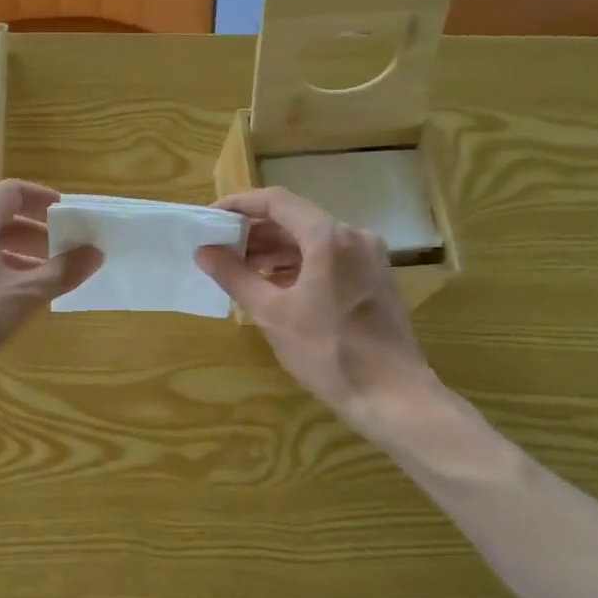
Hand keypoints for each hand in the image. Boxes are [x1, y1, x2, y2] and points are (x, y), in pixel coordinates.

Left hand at [0, 180, 102, 394]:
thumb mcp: (22, 295)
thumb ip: (61, 272)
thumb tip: (95, 252)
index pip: (13, 192)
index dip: (45, 199)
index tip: (71, 215)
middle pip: (2, 218)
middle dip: (39, 233)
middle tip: (69, 251)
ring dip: (23, 256)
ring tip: (51, 278)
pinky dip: (4, 272)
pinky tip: (19, 298)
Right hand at [195, 186, 432, 422]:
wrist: (392, 395)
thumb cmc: (327, 352)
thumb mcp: (272, 314)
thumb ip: (235, 276)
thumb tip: (204, 251)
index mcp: (328, 238)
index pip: (277, 202)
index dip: (240, 204)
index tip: (211, 217)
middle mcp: (353, 237)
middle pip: (296, 219)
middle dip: (255, 232)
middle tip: (220, 249)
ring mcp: (368, 257)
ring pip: (312, 240)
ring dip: (275, 251)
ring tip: (241, 271)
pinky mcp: (374, 279)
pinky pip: (329, 258)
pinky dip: (298, 265)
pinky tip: (274, 287)